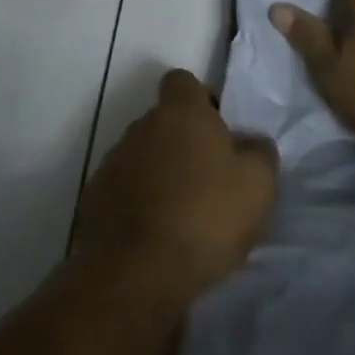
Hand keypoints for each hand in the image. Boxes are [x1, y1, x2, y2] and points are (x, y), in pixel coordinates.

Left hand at [74, 70, 278, 309]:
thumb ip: (259, 152)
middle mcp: (141, 127)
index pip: (183, 81)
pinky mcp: (95, 198)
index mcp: (180, 113)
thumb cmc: (205, 217)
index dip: (201, 99)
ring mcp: (113, 162)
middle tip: (209, 178)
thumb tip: (250, 142)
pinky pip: (124, 188)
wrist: (136, 273)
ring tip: (184, 213)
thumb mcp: (258, 185)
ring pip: (144, 155)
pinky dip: (139, 202)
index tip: (218, 129)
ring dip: (161, 173)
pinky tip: (158, 234)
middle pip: (164, 121)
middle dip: (183, 142)